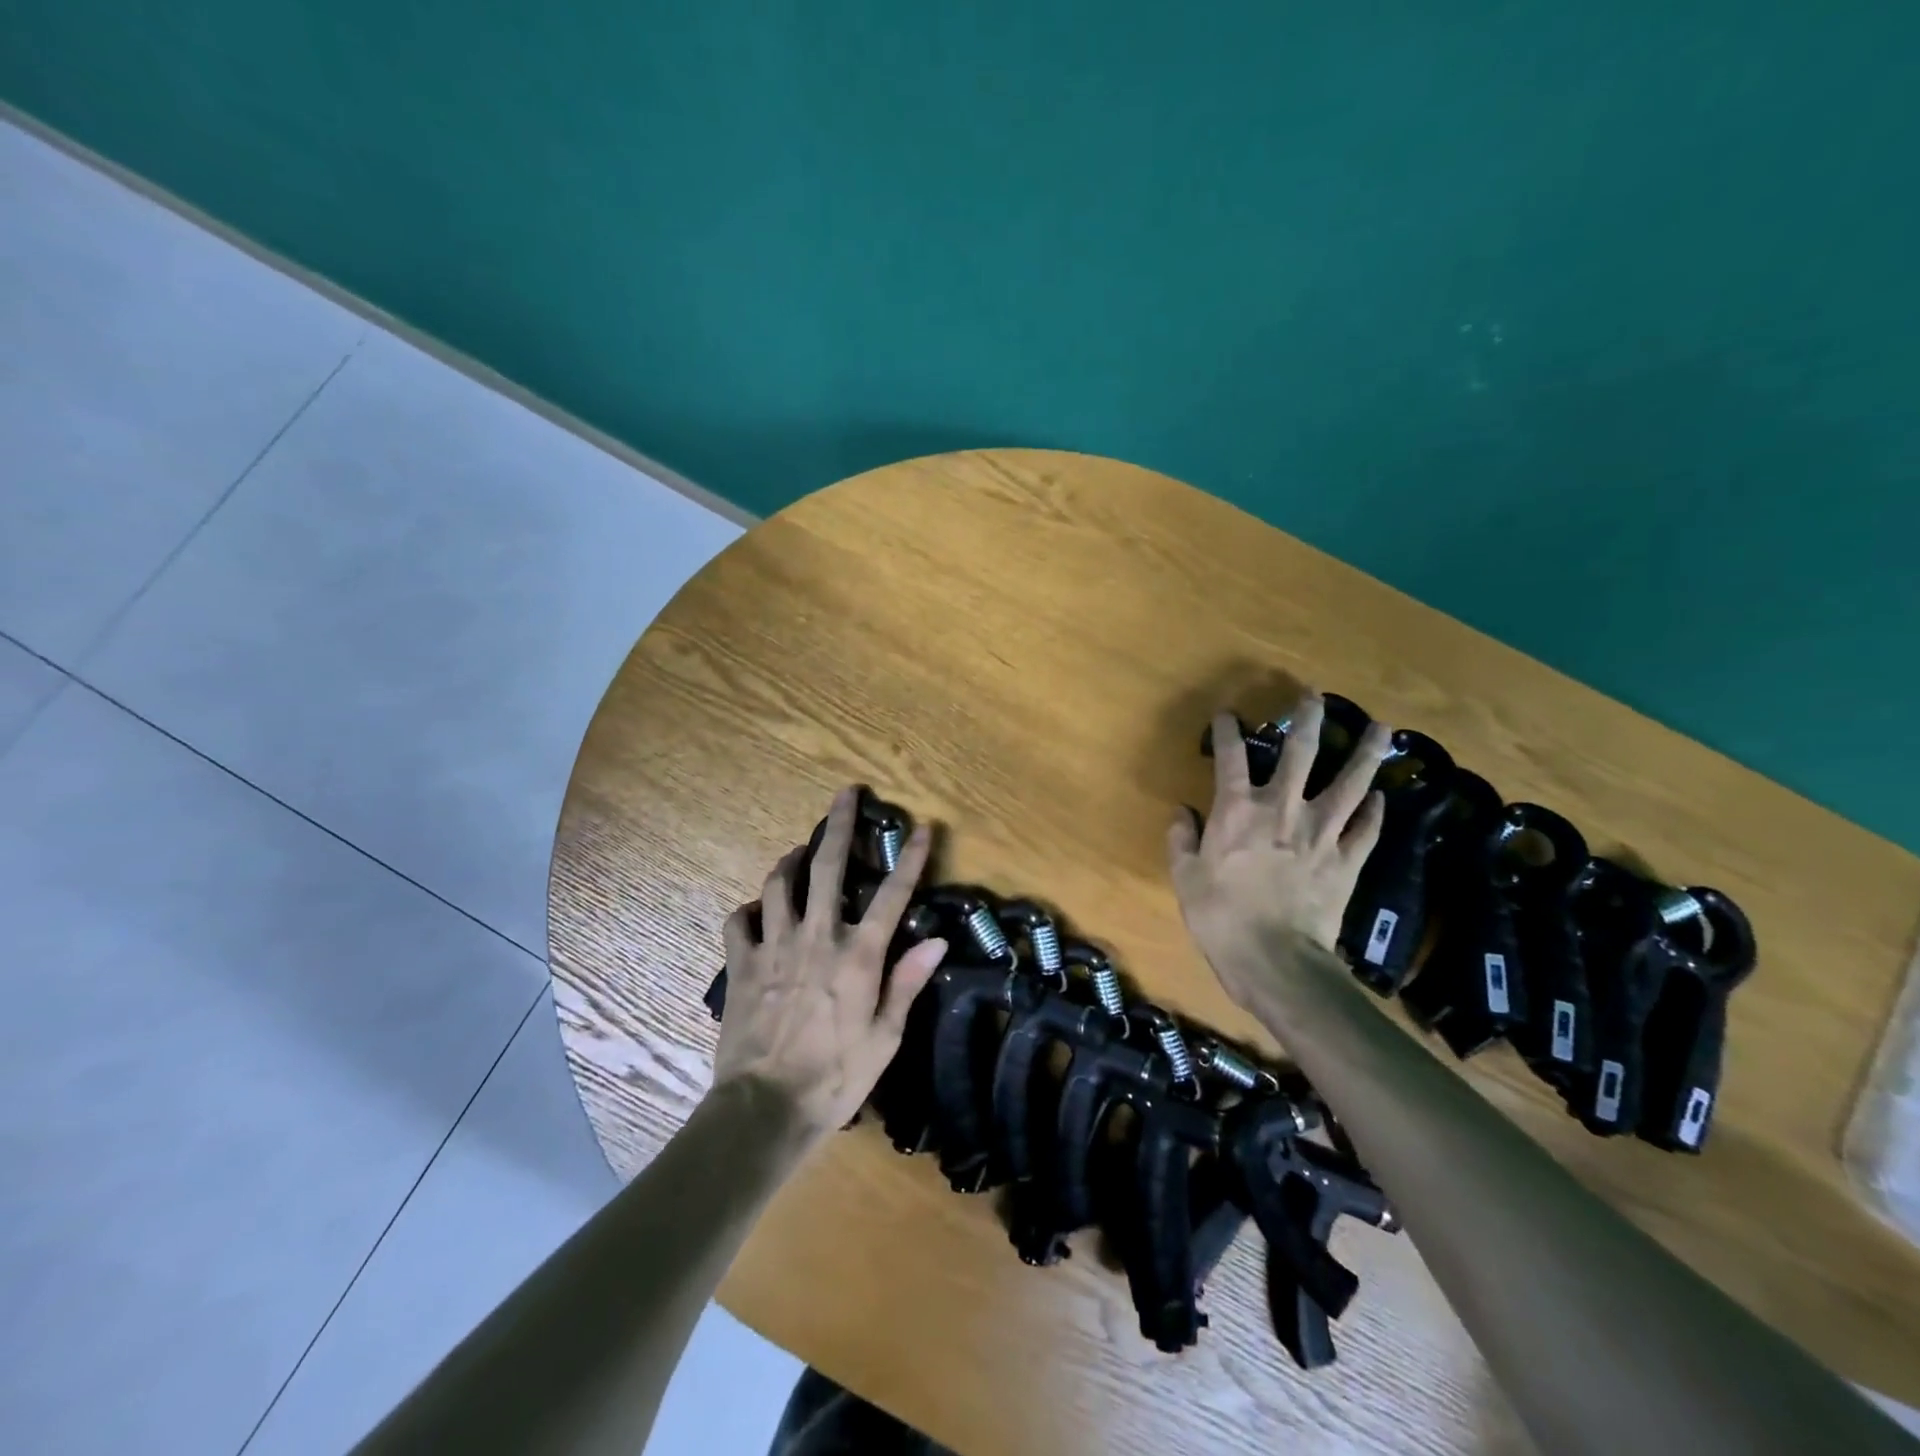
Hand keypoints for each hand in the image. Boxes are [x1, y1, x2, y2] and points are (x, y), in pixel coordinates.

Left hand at [712, 787, 948, 1144]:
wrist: (764, 1109)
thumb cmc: (835, 1078)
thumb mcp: (885, 1038)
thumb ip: (907, 983)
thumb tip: (936, 941)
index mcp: (858, 956)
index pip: (891, 895)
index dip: (910, 859)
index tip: (922, 828)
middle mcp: (817, 937)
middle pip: (827, 867)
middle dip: (838, 824)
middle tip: (845, 793)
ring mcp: (774, 947)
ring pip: (779, 884)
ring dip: (792, 861)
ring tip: (801, 853)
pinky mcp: (741, 964)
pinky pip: (739, 921)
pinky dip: (750, 909)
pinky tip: (759, 911)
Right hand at [1168, 694, 1391, 1008]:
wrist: (1275, 961)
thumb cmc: (1220, 917)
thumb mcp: (1184, 878)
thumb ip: (1182, 839)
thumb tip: (1182, 813)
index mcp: (1237, 811)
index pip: (1232, 757)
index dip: (1227, 731)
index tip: (1227, 714)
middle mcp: (1283, 809)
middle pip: (1301, 753)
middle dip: (1308, 720)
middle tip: (1315, 696)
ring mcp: (1322, 833)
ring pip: (1350, 783)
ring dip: (1365, 753)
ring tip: (1381, 728)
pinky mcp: (1347, 861)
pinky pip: (1366, 830)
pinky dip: (1374, 812)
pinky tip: (1381, 797)